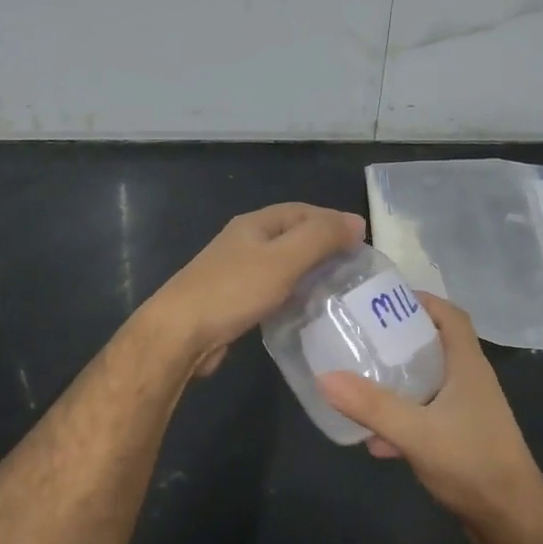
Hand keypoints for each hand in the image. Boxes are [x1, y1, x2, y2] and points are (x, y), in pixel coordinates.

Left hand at [145, 203, 365, 376]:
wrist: (179, 333)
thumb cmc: (233, 290)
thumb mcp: (284, 259)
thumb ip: (320, 237)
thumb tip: (355, 222)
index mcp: (255, 224)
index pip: (302, 211)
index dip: (333, 220)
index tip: (363, 239)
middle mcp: (245, 242)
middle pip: (292, 235)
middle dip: (324, 245)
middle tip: (355, 265)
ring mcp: (236, 272)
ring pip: (283, 263)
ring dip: (310, 270)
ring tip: (338, 286)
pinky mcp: (233, 300)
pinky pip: (273, 288)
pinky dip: (294, 292)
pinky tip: (307, 307)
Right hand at [317, 295, 542, 543]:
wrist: (511, 521)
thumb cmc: (471, 463)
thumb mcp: (416, 431)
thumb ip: (372, 405)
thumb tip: (325, 376)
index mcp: (469, 366)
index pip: (451, 316)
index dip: (423, 301)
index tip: (385, 300)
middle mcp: (471, 382)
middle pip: (436, 346)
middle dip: (401, 340)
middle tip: (363, 337)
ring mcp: (468, 412)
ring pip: (430, 384)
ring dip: (400, 382)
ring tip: (361, 381)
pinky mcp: (462, 440)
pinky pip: (428, 417)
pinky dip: (403, 421)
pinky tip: (375, 441)